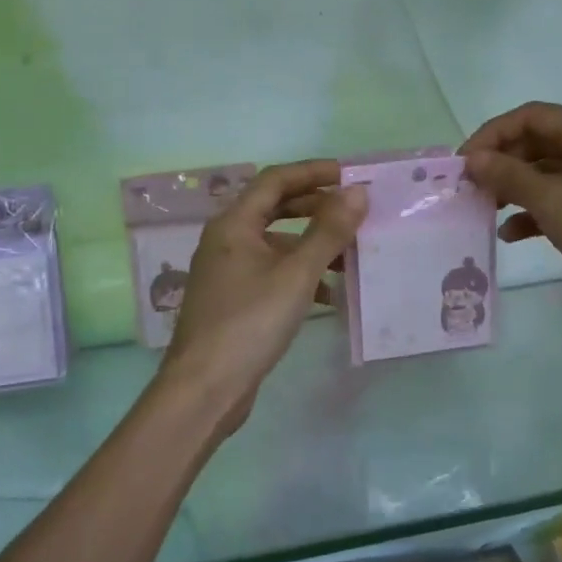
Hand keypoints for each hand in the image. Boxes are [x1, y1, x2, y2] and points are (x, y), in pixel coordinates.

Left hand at [161, 160, 366, 435]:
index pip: (275, 180)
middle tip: (353, 212)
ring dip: (312, 244)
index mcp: (234, 224)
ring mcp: (227, 272)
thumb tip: (357, 192)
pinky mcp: (233, 300)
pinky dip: (300, 274)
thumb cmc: (250, 322)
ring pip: (276, 243)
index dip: (313, 172)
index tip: (349, 175)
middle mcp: (226, 240)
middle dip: (315, 207)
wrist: (204, 390)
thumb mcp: (297, 274)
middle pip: (275, 208)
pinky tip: (328, 294)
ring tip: (350, 256)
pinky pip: (272, 272)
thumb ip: (329, 231)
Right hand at [460, 103, 561, 316]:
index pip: (529, 116)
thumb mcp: (550, 200)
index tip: (463, 163)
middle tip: (471, 188)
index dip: (491, 135)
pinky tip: (512, 233)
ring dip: (515, 188)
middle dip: (502, 163)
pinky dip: (536, 209)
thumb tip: (473, 160)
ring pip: (547, 171)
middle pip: (537, 142)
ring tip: (486, 209)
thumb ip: (507, 176)